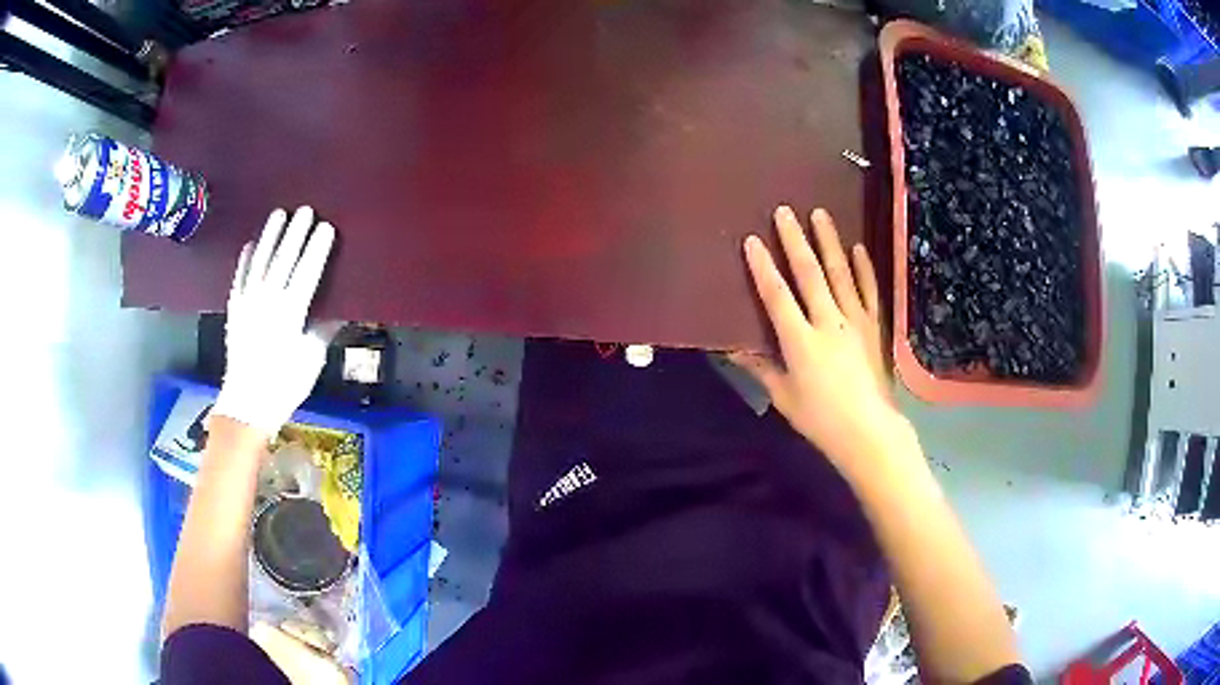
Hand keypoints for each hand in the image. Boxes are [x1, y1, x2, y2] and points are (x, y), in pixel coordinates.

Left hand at [211, 207, 338, 437]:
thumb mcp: (311, 360)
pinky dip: (244, 260)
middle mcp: (267, 301)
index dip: (317, 249)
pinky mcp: (234, 310)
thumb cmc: (284, 385)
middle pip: (283, 260)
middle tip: (305, 210)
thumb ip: (323, 330)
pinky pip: (239, 278)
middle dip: (295, 233)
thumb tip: (342, 311)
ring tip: (278, 214)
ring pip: (259, 262)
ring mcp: (247, 303)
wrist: (247, 404)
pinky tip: (250, 245)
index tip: (327, 228)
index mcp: (290, 313)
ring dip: (270, 236)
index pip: (306, 272)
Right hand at [731, 206, 896, 471]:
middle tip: (785, 211)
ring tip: (820, 214)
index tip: (752, 240)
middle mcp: (828, 323)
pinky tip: (858, 247)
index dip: (763, 267)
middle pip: (809, 274)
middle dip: (795, 240)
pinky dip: (864, 268)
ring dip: (829, 242)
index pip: (777, 296)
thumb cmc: (820, 419)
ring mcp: (854, 322)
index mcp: (800, 342)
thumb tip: (731, 347)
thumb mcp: (783, 397)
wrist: (869, 432)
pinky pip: (869, 291)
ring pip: (840, 274)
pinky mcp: (873, 327)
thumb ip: (760, 367)